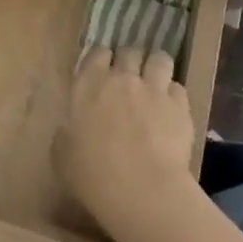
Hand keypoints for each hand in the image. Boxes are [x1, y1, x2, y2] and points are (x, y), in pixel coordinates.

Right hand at [57, 47, 196, 235]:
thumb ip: (67, 132)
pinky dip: (174, 95)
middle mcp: (122, 77)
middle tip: (129, 79)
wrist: (142, 190)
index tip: (102, 73)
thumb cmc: (93, 175)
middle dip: (130, 61)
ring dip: (155, 68)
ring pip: (159, 59)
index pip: (96, 52)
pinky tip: (171, 110)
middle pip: (129, 51)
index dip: (101, 60)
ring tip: (155, 84)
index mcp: (88, 84)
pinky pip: (178, 87)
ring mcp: (154, 88)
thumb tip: (71, 129)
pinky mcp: (180, 105)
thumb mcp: (62, 155)